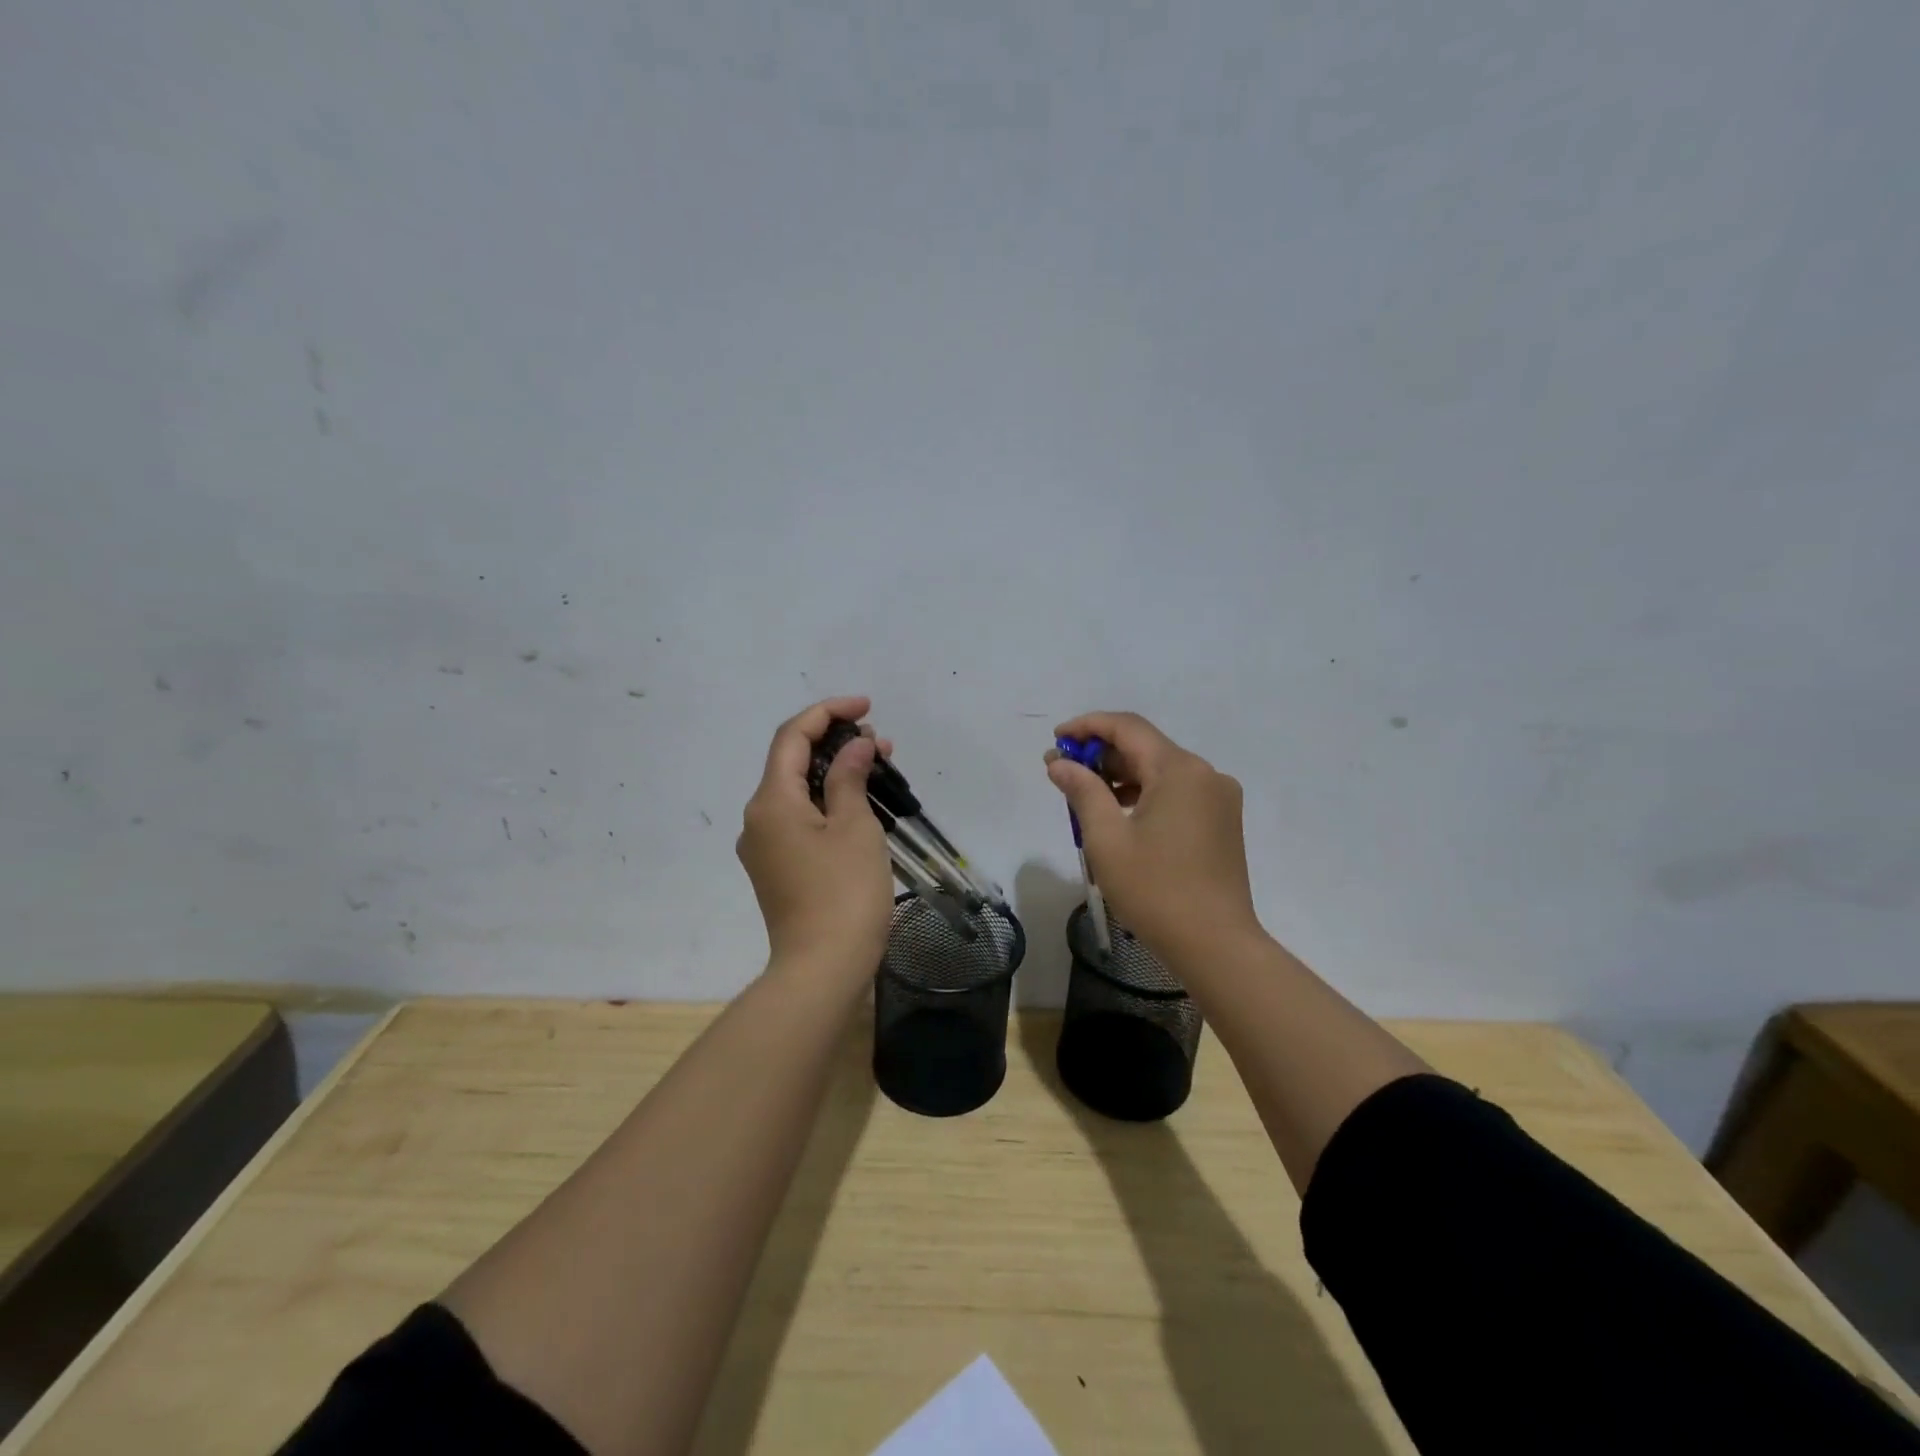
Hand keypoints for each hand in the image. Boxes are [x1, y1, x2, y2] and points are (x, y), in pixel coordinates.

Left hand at [738, 696, 894, 982]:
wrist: (822, 970)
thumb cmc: (843, 893)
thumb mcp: (854, 827)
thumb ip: (849, 777)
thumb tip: (854, 746)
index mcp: (770, 801)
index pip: (792, 736)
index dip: (828, 712)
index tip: (867, 707)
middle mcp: (757, 819)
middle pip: (791, 762)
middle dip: (835, 743)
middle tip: (881, 743)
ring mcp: (764, 847)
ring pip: (797, 792)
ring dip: (834, 773)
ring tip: (879, 768)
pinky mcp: (777, 869)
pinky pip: (799, 819)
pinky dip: (827, 802)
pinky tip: (860, 805)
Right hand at [1045, 711, 1260, 959]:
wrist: (1216, 944)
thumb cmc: (1155, 890)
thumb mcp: (1107, 839)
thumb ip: (1082, 791)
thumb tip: (1061, 763)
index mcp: (1179, 769)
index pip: (1127, 727)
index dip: (1087, 726)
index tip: (1056, 740)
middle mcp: (1205, 773)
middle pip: (1146, 747)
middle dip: (1101, 754)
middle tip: (1062, 771)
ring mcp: (1219, 798)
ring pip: (1161, 770)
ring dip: (1121, 775)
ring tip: (1084, 794)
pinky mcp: (1222, 821)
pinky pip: (1177, 792)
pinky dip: (1145, 793)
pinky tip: (1120, 813)